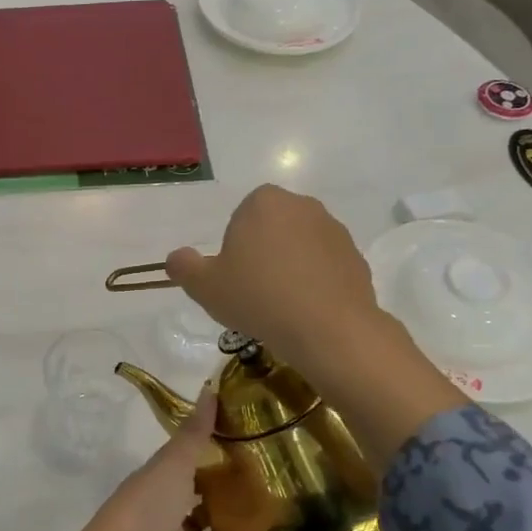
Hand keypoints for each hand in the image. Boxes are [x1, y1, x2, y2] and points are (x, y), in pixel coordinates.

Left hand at [79, 391, 276, 530]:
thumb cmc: (146, 507)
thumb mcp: (171, 463)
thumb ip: (193, 433)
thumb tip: (211, 387)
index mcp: (160, 488)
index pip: (189, 470)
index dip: (214, 460)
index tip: (250, 447)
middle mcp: (171, 521)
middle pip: (205, 510)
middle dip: (233, 502)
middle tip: (277, 489)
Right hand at [165, 185, 380, 373]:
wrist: (327, 328)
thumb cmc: (258, 298)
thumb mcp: (205, 287)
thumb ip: (184, 267)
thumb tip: (175, 258)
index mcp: (263, 202)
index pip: (240, 218)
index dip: (234, 249)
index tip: (234, 278)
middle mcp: (302, 206)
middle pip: (272, 229)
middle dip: (263, 254)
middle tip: (254, 292)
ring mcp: (334, 230)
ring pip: (300, 247)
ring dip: (290, 268)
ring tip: (281, 306)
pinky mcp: (356, 256)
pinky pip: (325, 266)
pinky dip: (315, 282)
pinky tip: (306, 311)